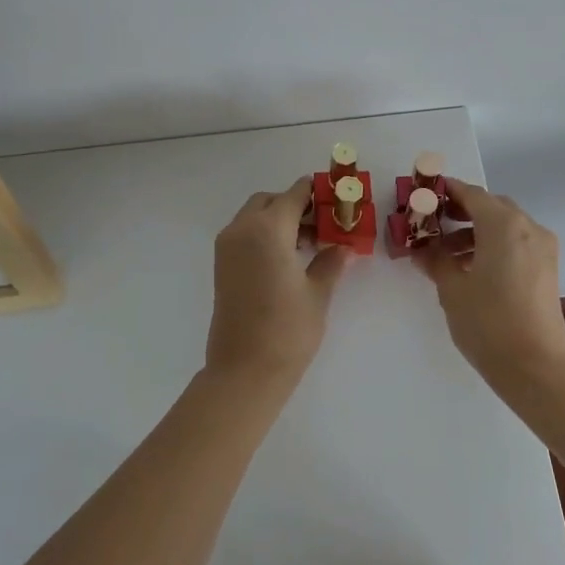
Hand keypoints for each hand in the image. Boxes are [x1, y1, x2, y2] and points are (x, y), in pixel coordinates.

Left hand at [207, 177, 350, 387]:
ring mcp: (227, 247)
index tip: (335, 197)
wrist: (244, 371)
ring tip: (309, 243)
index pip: (293, 195)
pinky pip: (244, 234)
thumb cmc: (287, 330)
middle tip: (322, 223)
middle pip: (270, 201)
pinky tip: (288, 257)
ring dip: (279, 219)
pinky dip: (264, 234)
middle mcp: (242, 229)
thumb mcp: (317, 293)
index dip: (315, 193)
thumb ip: (330, 262)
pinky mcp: (221, 265)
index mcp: (267, 229)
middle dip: (295, 205)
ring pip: (254, 216)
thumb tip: (343, 246)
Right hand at [416, 176, 564, 390]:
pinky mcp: (547, 269)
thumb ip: (436, 261)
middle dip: (461, 211)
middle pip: (490, 206)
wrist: (535, 368)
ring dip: (476, 231)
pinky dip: (494, 245)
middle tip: (432, 223)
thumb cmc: (488, 322)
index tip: (424, 194)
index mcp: (503, 224)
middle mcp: (527, 227)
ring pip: (505, 225)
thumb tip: (421, 250)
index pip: (471, 193)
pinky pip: (517, 243)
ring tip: (446, 253)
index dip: (446, 191)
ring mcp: (542, 248)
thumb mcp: (452, 289)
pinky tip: (471, 268)